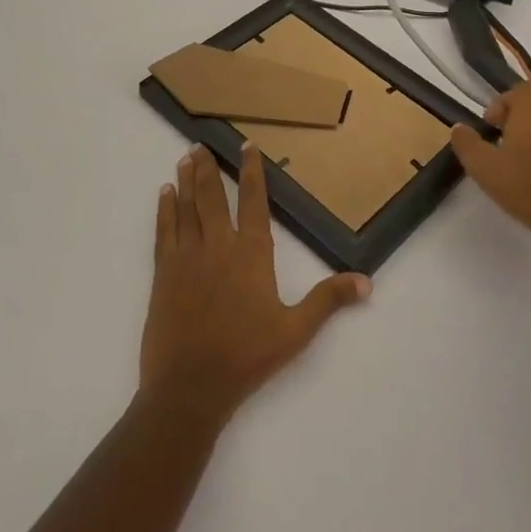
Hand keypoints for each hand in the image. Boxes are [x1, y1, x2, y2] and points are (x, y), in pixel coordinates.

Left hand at [139, 145, 369, 428]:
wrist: (190, 387)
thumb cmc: (246, 357)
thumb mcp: (295, 331)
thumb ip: (328, 301)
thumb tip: (366, 281)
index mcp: (251, 254)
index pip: (253, 201)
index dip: (251, 172)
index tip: (246, 146)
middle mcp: (218, 246)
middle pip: (212, 197)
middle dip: (209, 168)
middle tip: (202, 144)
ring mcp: (187, 257)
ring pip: (186, 207)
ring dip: (186, 181)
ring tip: (185, 157)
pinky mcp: (163, 274)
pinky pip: (164, 231)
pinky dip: (164, 209)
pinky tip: (164, 194)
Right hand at [450, 84, 530, 247]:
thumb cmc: (524, 186)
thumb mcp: (484, 167)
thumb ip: (467, 144)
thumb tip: (458, 128)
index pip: (518, 91)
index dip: (500, 104)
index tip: (489, 126)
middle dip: (516, 113)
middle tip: (500, 134)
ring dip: (530, 129)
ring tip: (513, 154)